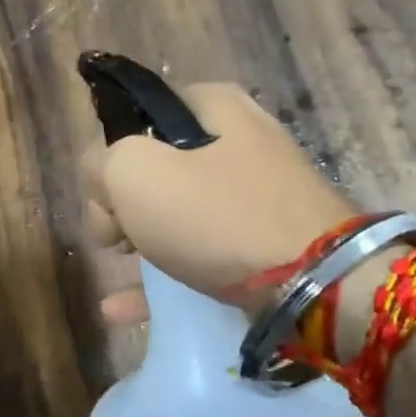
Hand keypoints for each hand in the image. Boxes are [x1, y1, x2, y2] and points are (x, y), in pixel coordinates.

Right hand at [82, 83, 356, 326]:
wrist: (316, 285)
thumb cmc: (217, 215)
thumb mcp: (134, 173)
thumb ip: (98, 164)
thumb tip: (101, 181)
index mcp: (215, 107)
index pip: (140, 114)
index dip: (110, 152)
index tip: (101, 192)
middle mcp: (240, 143)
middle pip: (157, 167)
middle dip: (120, 203)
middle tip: (109, 234)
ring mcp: (257, 198)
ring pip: (177, 213)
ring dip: (137, 240)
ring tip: (114, 266)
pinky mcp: (267, 246)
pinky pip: (202, 255)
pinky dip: (162, 278)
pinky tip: (121, 309)